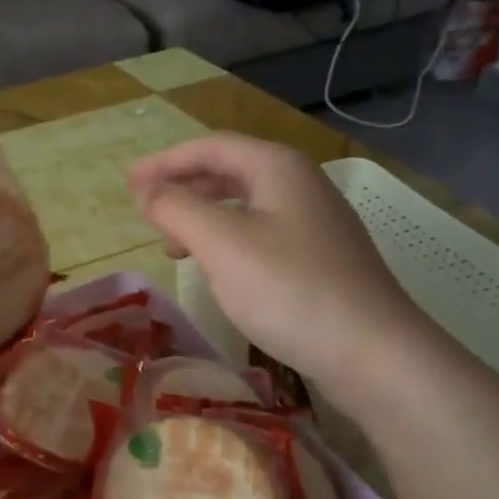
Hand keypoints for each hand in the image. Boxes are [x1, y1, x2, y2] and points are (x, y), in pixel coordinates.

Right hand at [127, 134, 438, 397]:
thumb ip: (176, 208)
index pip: (209, 148)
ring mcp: (314, 222)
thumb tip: (145, 189)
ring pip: (243, 205)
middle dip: (181, 188)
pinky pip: (259, 233)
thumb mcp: (220, 242)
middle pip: (228, 171)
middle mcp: (299, 184)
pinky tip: (215, 268)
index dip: (164, 162)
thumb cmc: (288, 288)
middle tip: (145, 213)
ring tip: (171, 245)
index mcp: (277, 167)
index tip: (127, 184)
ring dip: (201, 217)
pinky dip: (225, 240)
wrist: (371, 350)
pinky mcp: (319, 257)